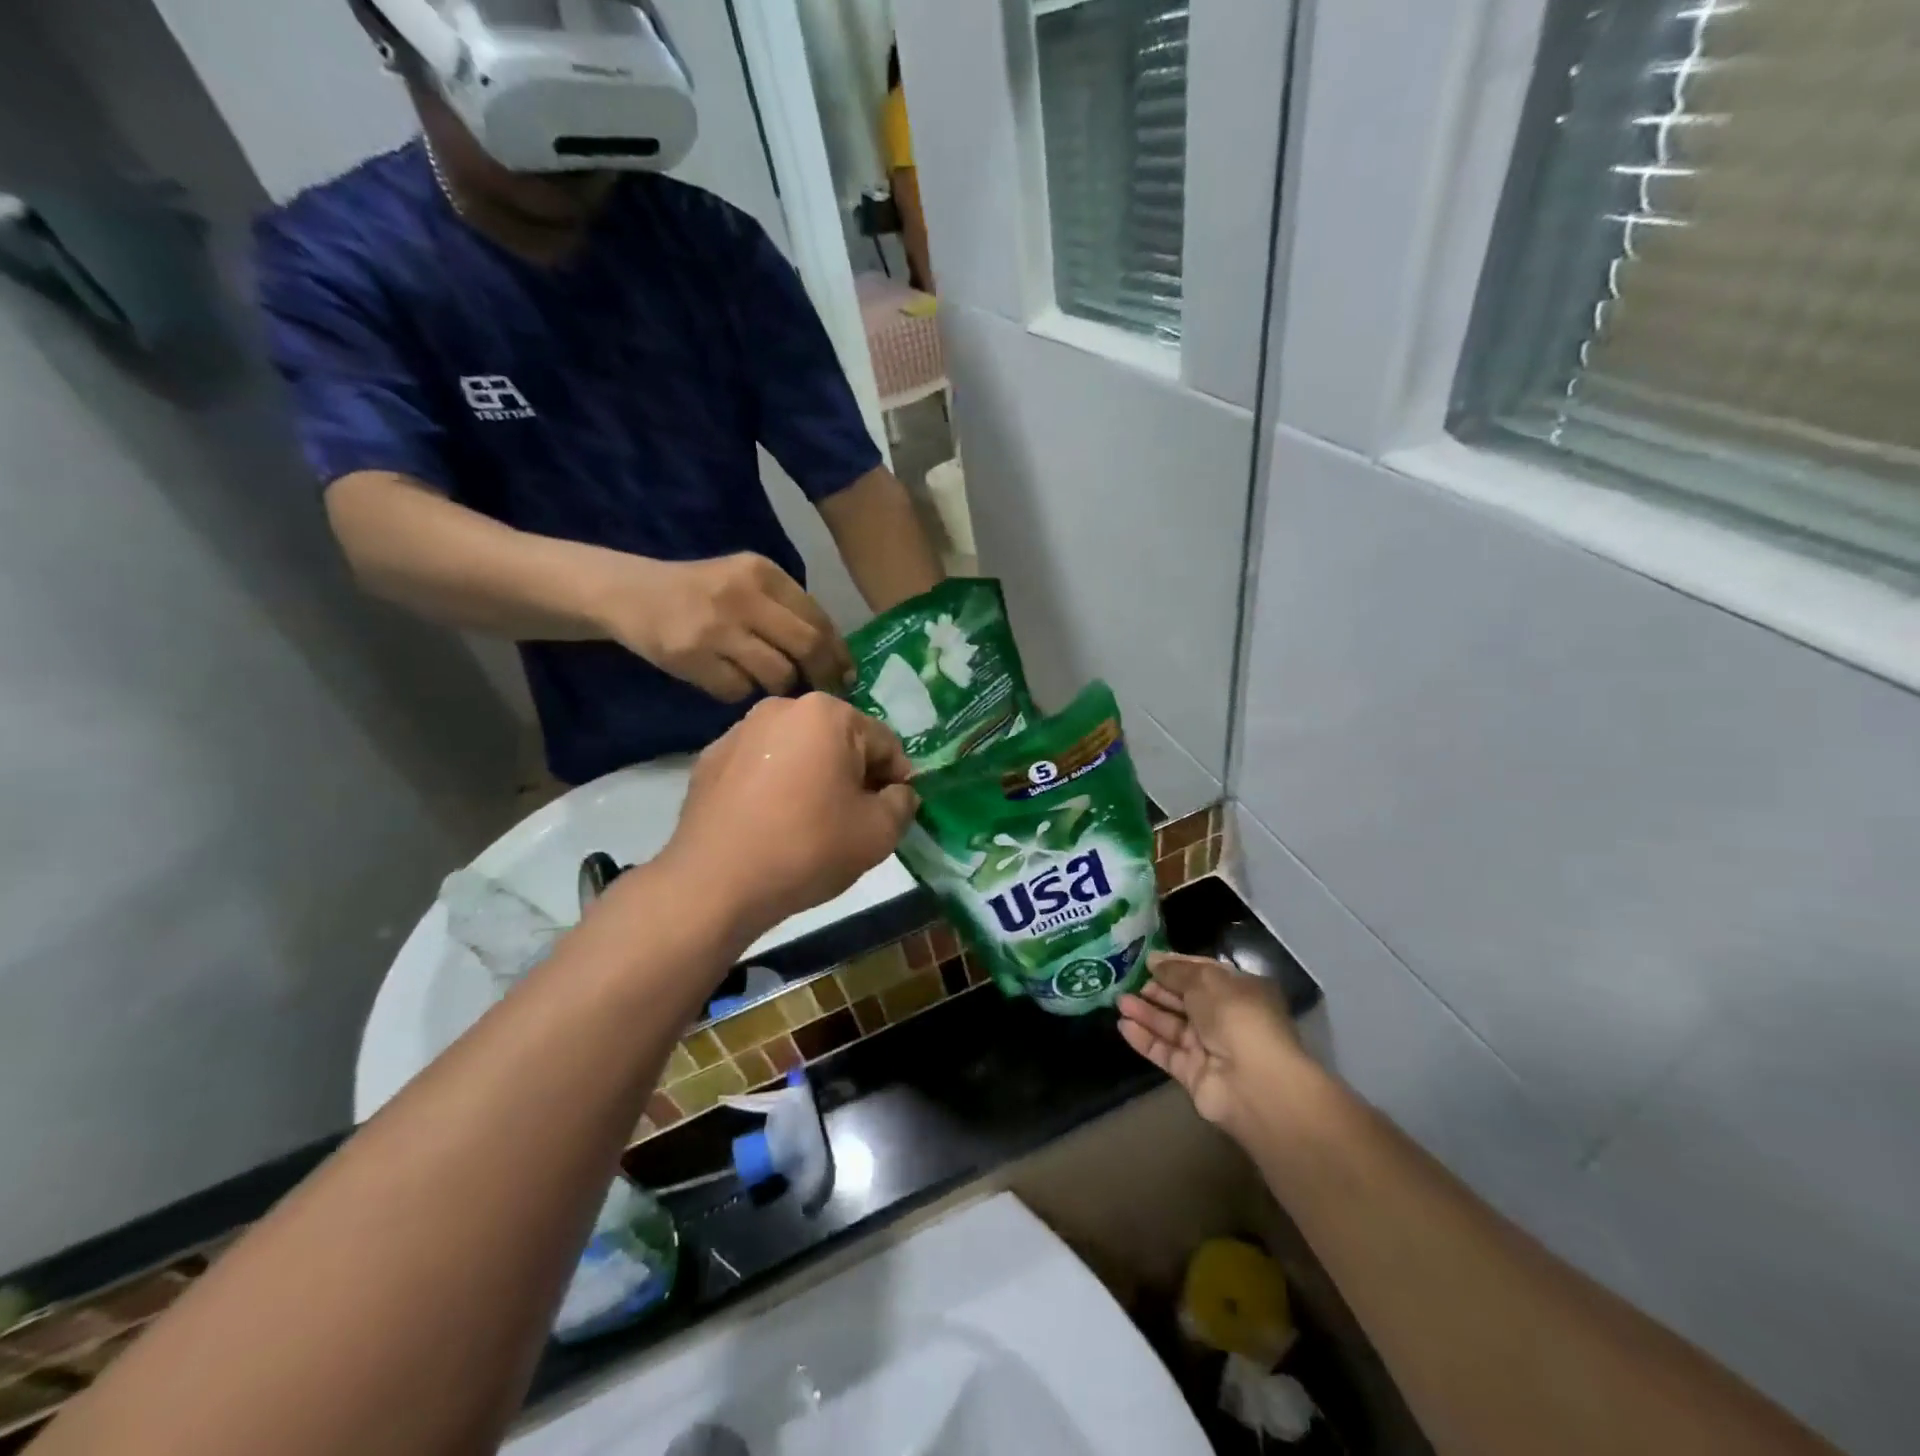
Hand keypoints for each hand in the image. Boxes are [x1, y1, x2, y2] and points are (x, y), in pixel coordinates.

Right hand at [593, 553, 854, 700]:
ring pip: (778, 674)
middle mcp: (743, 595)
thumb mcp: (746, 583)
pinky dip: (742, 692)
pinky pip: (739, 690)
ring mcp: (716, 626)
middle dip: (825, 675)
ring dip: (782, 686)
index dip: (839, 652)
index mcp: (763, 572)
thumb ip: (786, 609)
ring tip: (771, 684)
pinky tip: (729, 679)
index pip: (819, 618)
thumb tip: (834, 655)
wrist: (631, 594)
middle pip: (807, 646)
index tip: (848, 674)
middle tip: (829, 692)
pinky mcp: (691, 656)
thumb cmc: (701, 592)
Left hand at [662, 694, 918, 942]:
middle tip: (853, 821)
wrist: (715, 884)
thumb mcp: (879, 833)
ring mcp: (739, 731)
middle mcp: (781, 707)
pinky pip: (762, 766)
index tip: (892, 813)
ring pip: (799, 752)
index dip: (897, 780)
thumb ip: (903, 803)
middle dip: (853, 775)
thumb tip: (898, 792)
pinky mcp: (710, 759)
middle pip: (839, 742)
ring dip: (814, 778)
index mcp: (827, 713)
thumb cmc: (807, 849)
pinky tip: (772, 823)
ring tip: (810, 824)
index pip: (884, 743)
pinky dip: (775, 786)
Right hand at [1118, 953, 1308, 1135]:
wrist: (1252, 1081)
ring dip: (1146, 1012)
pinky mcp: (1193, 1074)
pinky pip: (1165, 1051)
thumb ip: (1176, 970)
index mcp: (1240, 991)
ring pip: (1172, 1026)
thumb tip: (1153, 961)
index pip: (1203, 973)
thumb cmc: (1235, 1016)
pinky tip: (1123, 1025)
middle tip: (1128, 980)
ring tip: (1118, 1000)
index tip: (1147, 960)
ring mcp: (1209, 1048)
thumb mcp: (1205, 980)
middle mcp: (1226, 1018)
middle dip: (1157, 989)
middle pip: (1185, 1000)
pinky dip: (1145, 1039)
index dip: (1175, 965)